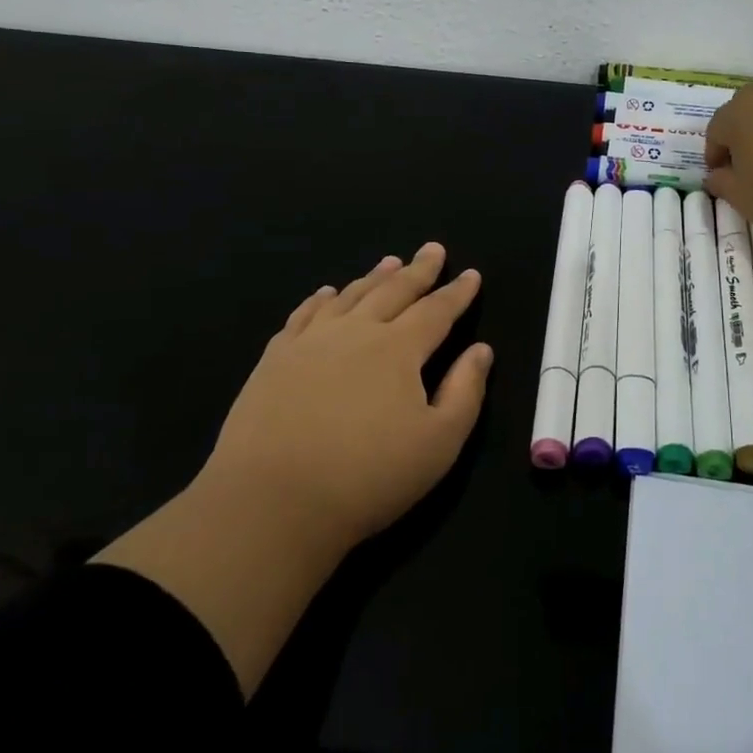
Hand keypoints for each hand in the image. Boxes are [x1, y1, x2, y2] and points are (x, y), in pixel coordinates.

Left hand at [204, 242, 491, 553]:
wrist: (271, 503)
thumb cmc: (367, 477)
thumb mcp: (438, 444)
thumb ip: (465, 392)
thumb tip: (481, 350)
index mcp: (399, 349)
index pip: (436, 310)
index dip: (457, 293)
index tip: (471, 274)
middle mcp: (356, 332)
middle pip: (394, 291)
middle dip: (418, 270)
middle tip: (432, 249)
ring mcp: (311, 342)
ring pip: (349, 297)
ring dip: (374, 277)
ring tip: (390, 261)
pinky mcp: (275, 360)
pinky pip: (303, 315)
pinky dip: (320, 299)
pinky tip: (326, 294)